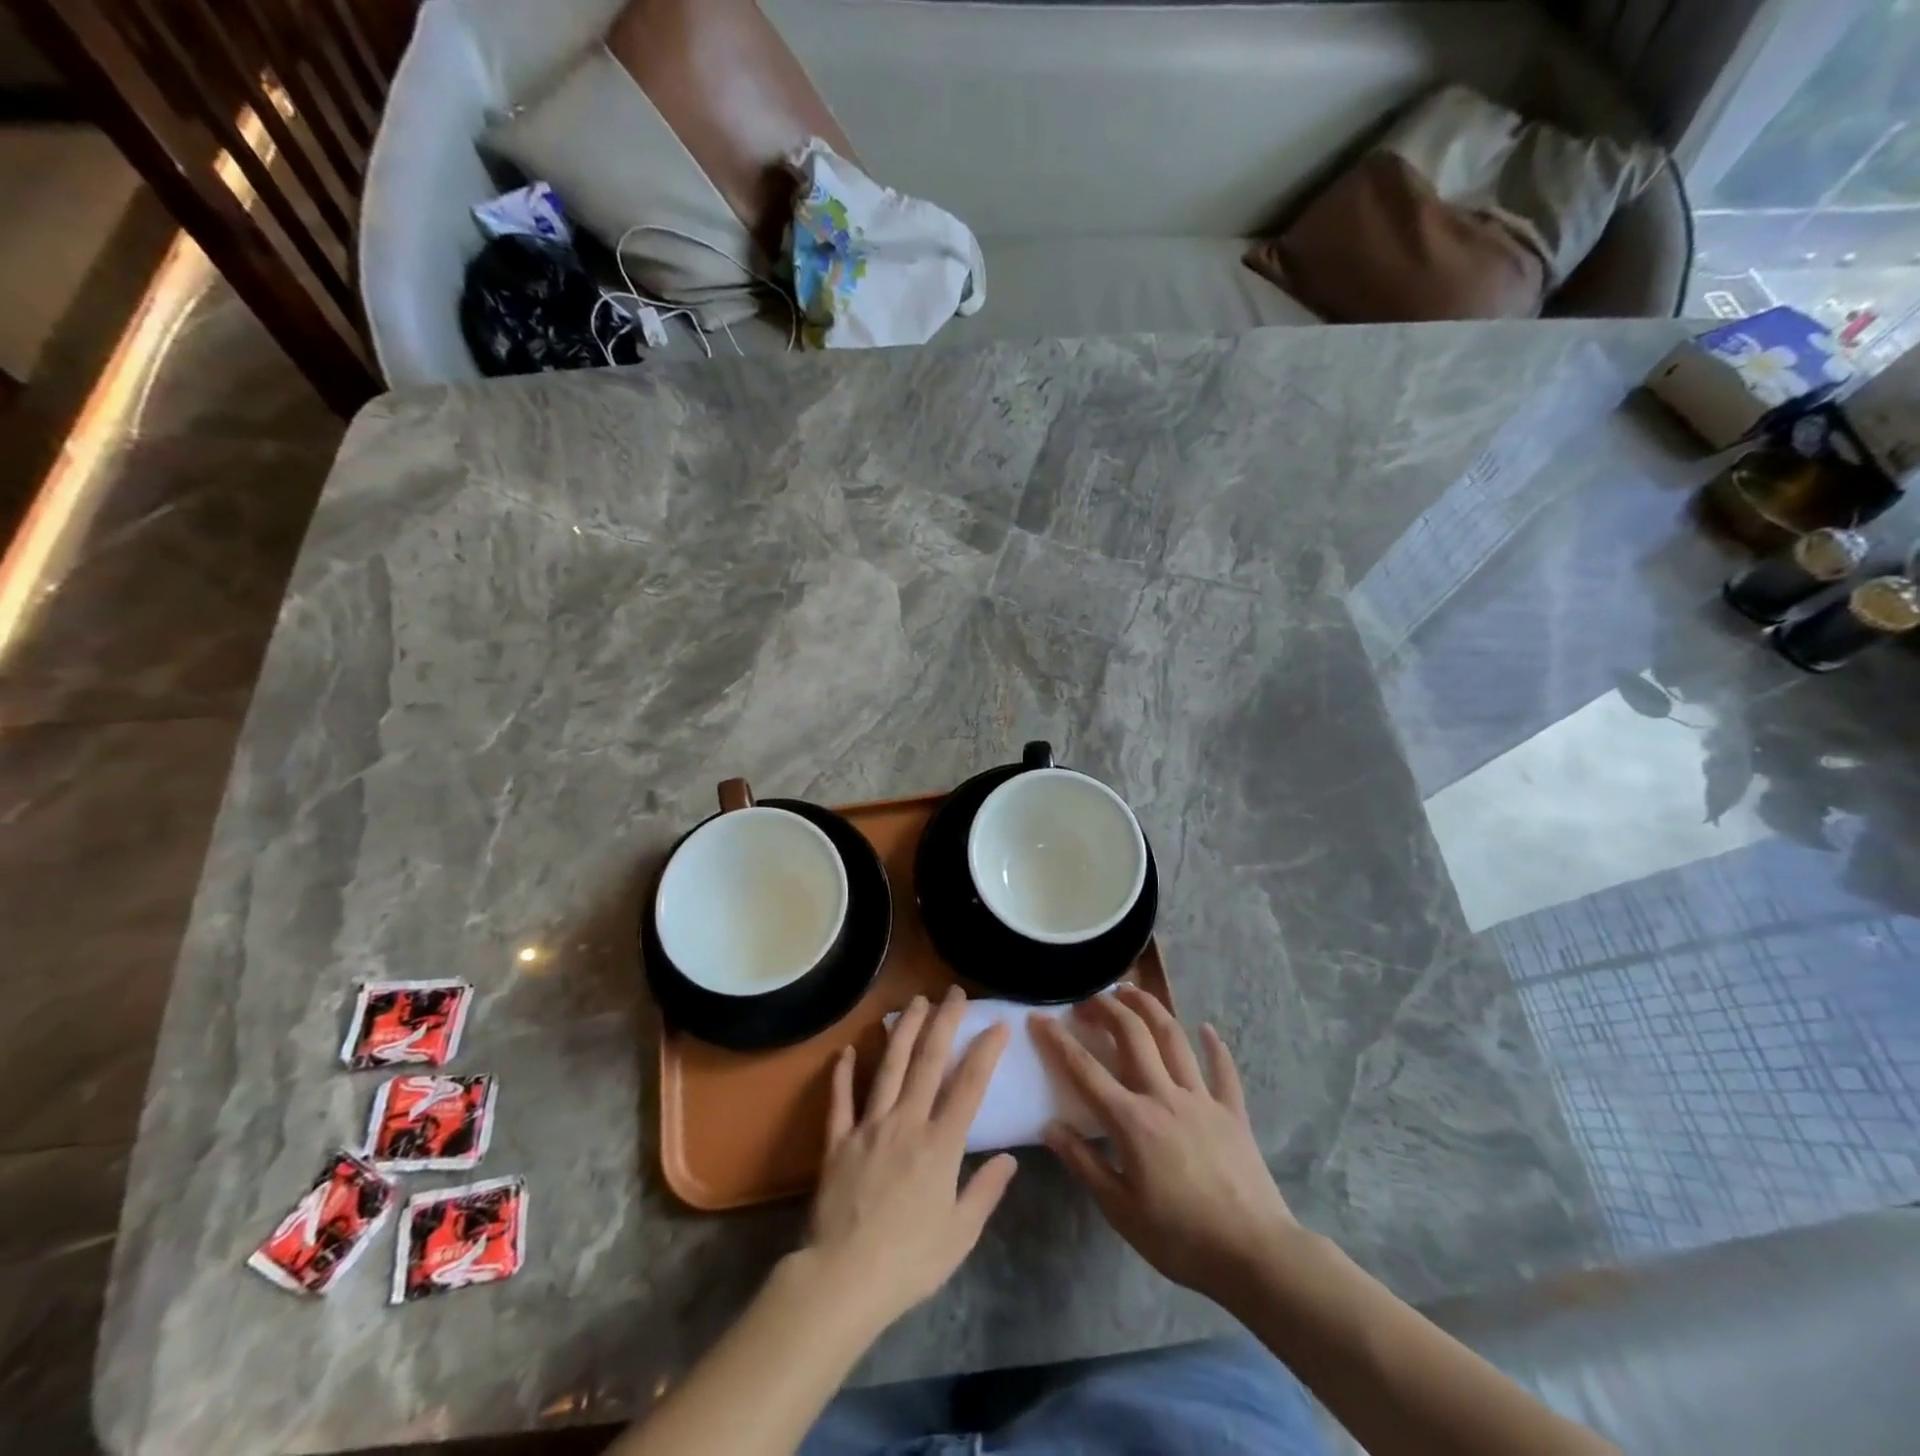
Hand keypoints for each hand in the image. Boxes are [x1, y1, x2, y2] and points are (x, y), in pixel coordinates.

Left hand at [805, 987, 1017, 1331]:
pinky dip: (842, 1073)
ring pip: (888, 1067)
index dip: (985, 1051)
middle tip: (952, 993)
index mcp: (940, 1145)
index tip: (997, 1023)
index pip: (969, 1085)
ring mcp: (868, 1127)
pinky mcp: (837, 1141)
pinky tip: (846, 1050)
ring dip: (903, 1031)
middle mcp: (906, 1122)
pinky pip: (840, 1100)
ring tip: (914, 1002)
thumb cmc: (909, 1262)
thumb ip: (985, 1191)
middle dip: (943, 1022)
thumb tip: (1010, 1158)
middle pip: (928, 1062)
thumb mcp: (960, 1234)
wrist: (842, 1279)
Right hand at [1032, 986, 1297, 1305]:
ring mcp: (1201, 1099)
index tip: (1038, 1018)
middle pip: (1132, 1036)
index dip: (1058, 1040)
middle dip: (1107, 1009)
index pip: (1085, 1070)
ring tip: (1132, 991)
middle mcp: (1164, 1096)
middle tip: (1088, 996)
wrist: (1255, 1254)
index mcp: (1132, 1121)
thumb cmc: (1180, 1239)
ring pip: (1173, 1039)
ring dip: (1151, 1009)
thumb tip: (1050, 1128)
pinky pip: (1223, 1071)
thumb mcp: (1120, 1210)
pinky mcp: (1232, 1112)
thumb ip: (1084, 1164)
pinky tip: (1207, 1029)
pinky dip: (1215, 1046)